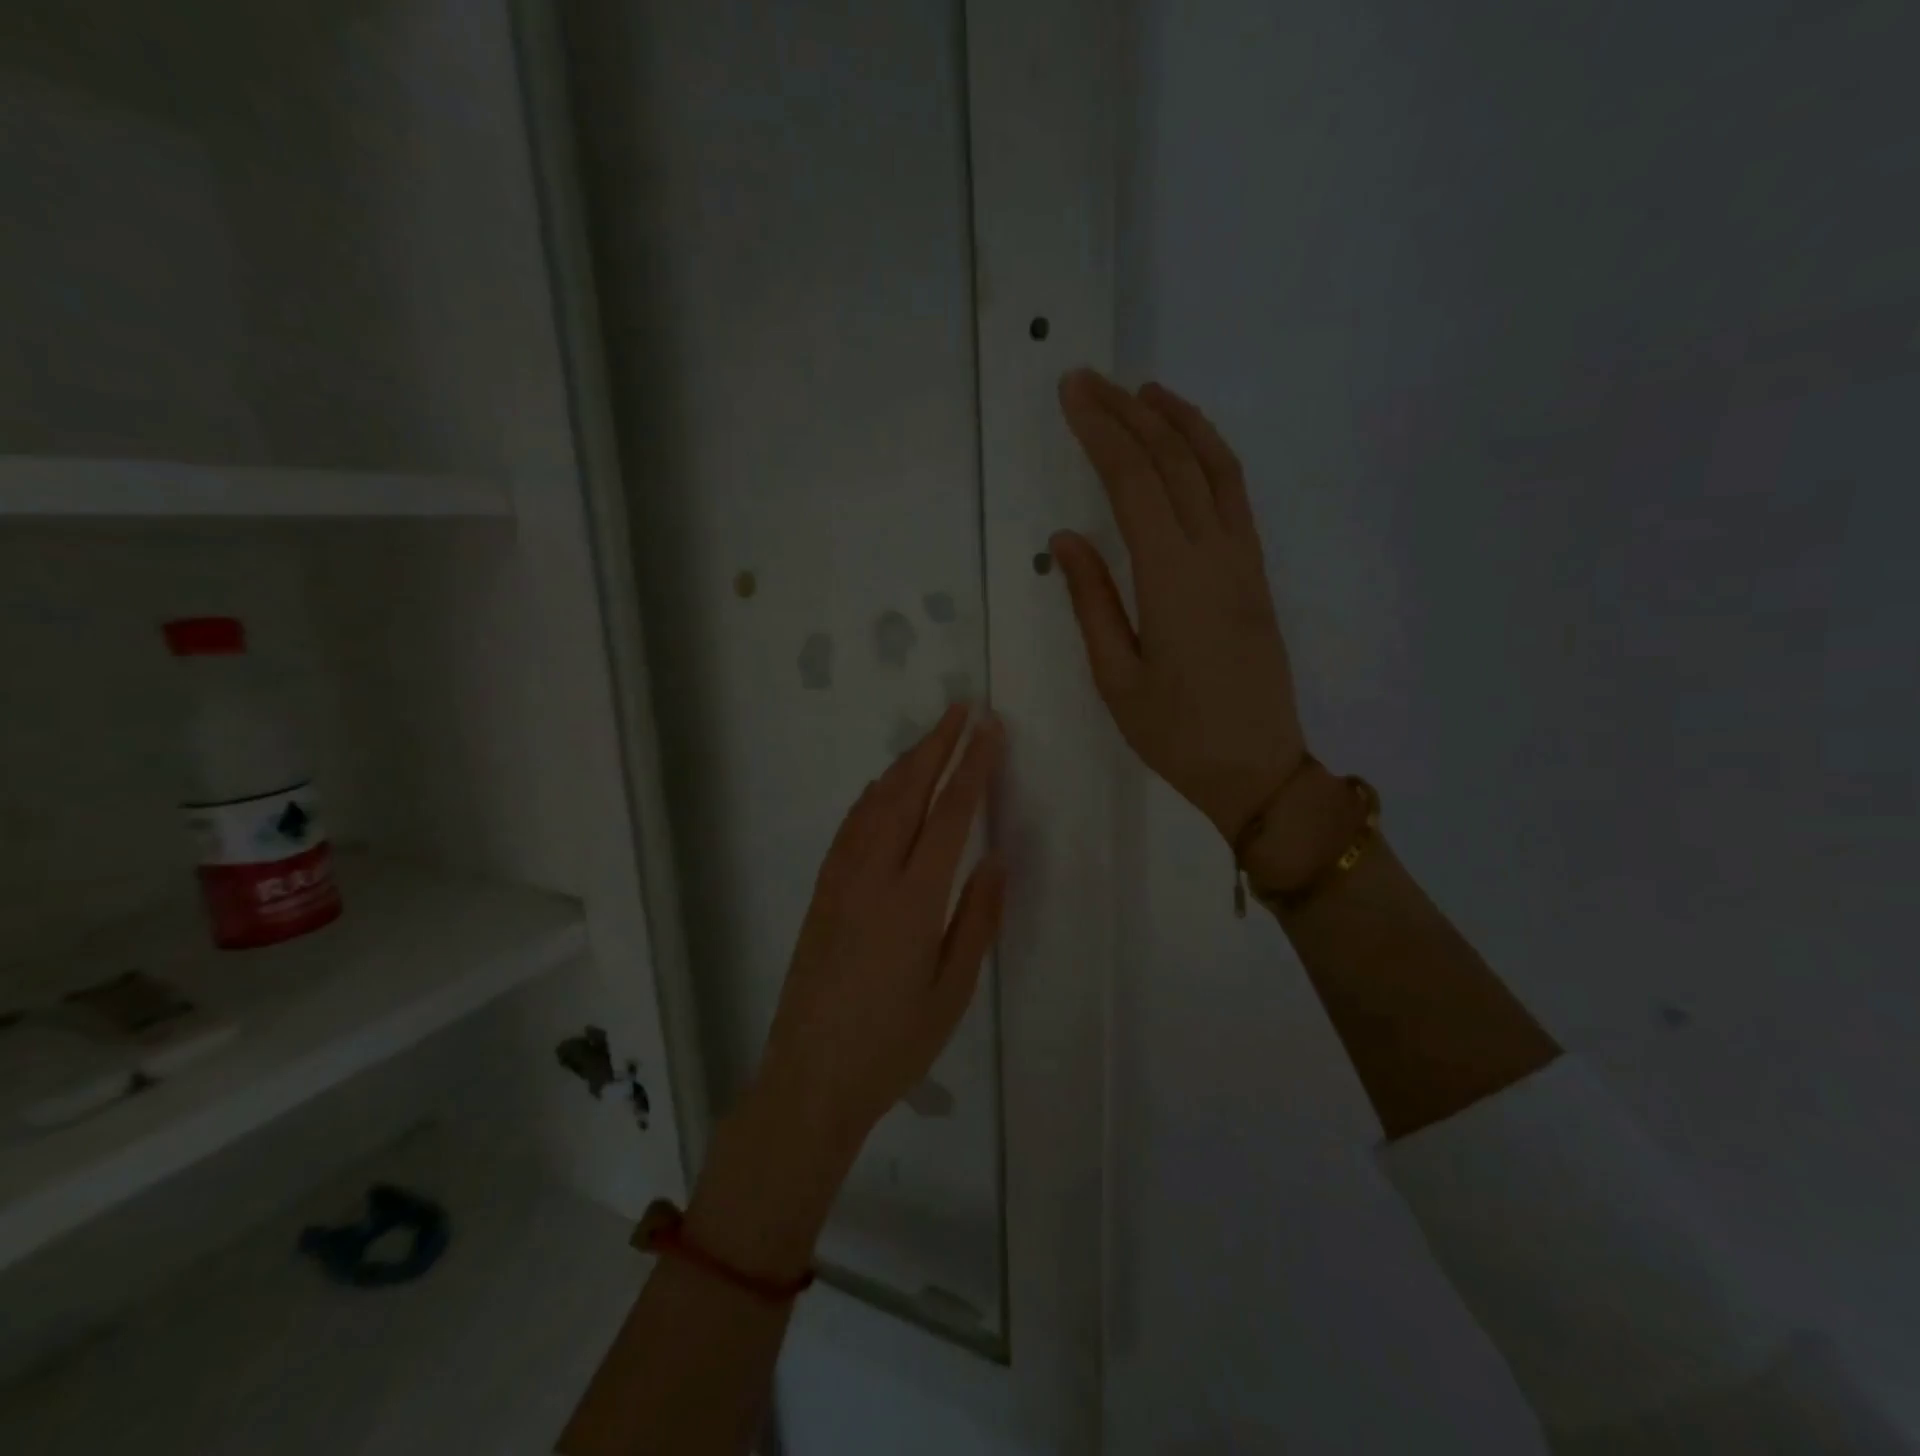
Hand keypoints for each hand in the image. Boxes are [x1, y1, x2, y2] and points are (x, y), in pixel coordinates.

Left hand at [747, 705, 1005, 1166]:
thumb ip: (977, 919)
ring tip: (932, 736)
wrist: (810, 1078)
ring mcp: (840, 880)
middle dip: (937, 745)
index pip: (949, 814)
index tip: (990, 729)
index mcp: (913, 900)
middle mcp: (872, 876)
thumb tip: (995, 857)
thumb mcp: (952, 991)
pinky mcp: (822, 891)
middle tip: (962, 709)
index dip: (973, 767)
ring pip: (875, 802)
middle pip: (908, 792)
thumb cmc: (893, 1045)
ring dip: (905, 762)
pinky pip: (851, 826)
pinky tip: (883, 786)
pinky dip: (873, 794)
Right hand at [1051, 368, 1305, 841]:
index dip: (1102, 433)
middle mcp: (1215, 555)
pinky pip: (1236, 497)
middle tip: (1091, 380)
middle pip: (1174, 463)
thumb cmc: (1177, 734)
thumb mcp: (1117, 678)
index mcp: (1173, 580)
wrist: (1258, 769)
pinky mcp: (1257, 574)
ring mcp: (1244, 561)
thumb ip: (1093, 601)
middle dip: (1130, 414)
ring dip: (1181, 423)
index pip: (1135, 484)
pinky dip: (1210, 457)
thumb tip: (1066, 538)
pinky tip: (1189, 449)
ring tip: (1145, 392)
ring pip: (1216, 470)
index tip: (1072, 394)